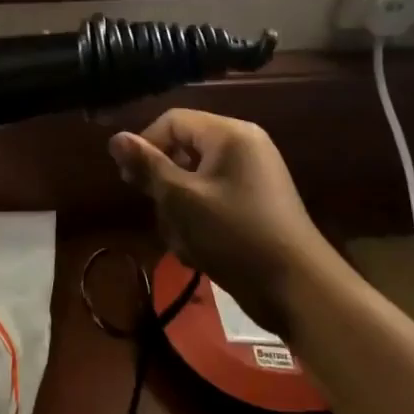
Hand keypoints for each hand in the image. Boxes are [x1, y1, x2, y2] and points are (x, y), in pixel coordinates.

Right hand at [109, 110, 340, 334]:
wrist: (298, 290)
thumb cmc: (235, 235)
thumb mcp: (181, 199)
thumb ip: (147, 166)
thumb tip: (115, 138)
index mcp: (229, 134)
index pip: (172, 122)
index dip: (145, 146)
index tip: (130, 181)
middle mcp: (243, 147)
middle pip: (182, 150)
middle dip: (164, 185)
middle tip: (159, 213)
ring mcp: (251, 177)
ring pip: (193, 180)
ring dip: (178, 209)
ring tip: (182, 240)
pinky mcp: (254, 204)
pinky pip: (212, 199)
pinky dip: (199, 220)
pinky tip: (198, 250)